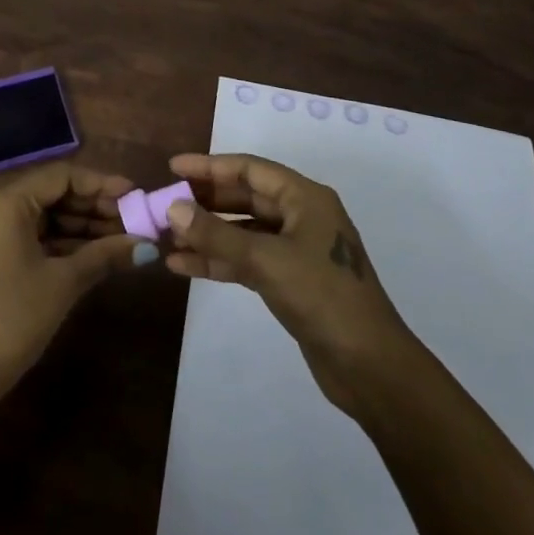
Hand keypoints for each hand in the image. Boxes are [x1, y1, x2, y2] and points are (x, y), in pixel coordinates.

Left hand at [0, 164, 147, 430]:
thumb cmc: (12, 320)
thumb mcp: (64, 283)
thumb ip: (106, 255)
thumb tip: (148, 246)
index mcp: (5, 202)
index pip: (61, 176)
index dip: (101, 184)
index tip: (134, 195)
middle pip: (50, 194)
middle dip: (92, 208)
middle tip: (132, 221)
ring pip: (39, 217)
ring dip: (78, 227)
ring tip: (120, 238)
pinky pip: (25, 235)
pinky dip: (56, 242)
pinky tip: (91, 253)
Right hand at [164, 152, 415, 416]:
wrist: (370, 368)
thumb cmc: (324, 298)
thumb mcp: (267, 261)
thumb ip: (217, 235)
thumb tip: (173, 207)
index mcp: (305, 198)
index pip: (250, 169)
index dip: (210, 166)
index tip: (172, 168)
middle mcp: (300, 216)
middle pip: (244, 198)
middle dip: (204, 202)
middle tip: (163, 204)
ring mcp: (295, 250)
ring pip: (242, 231)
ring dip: (206, 234)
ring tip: (165, 237)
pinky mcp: (289, 281)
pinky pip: (245, 260)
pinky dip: (217, 261)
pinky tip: (182, 266)